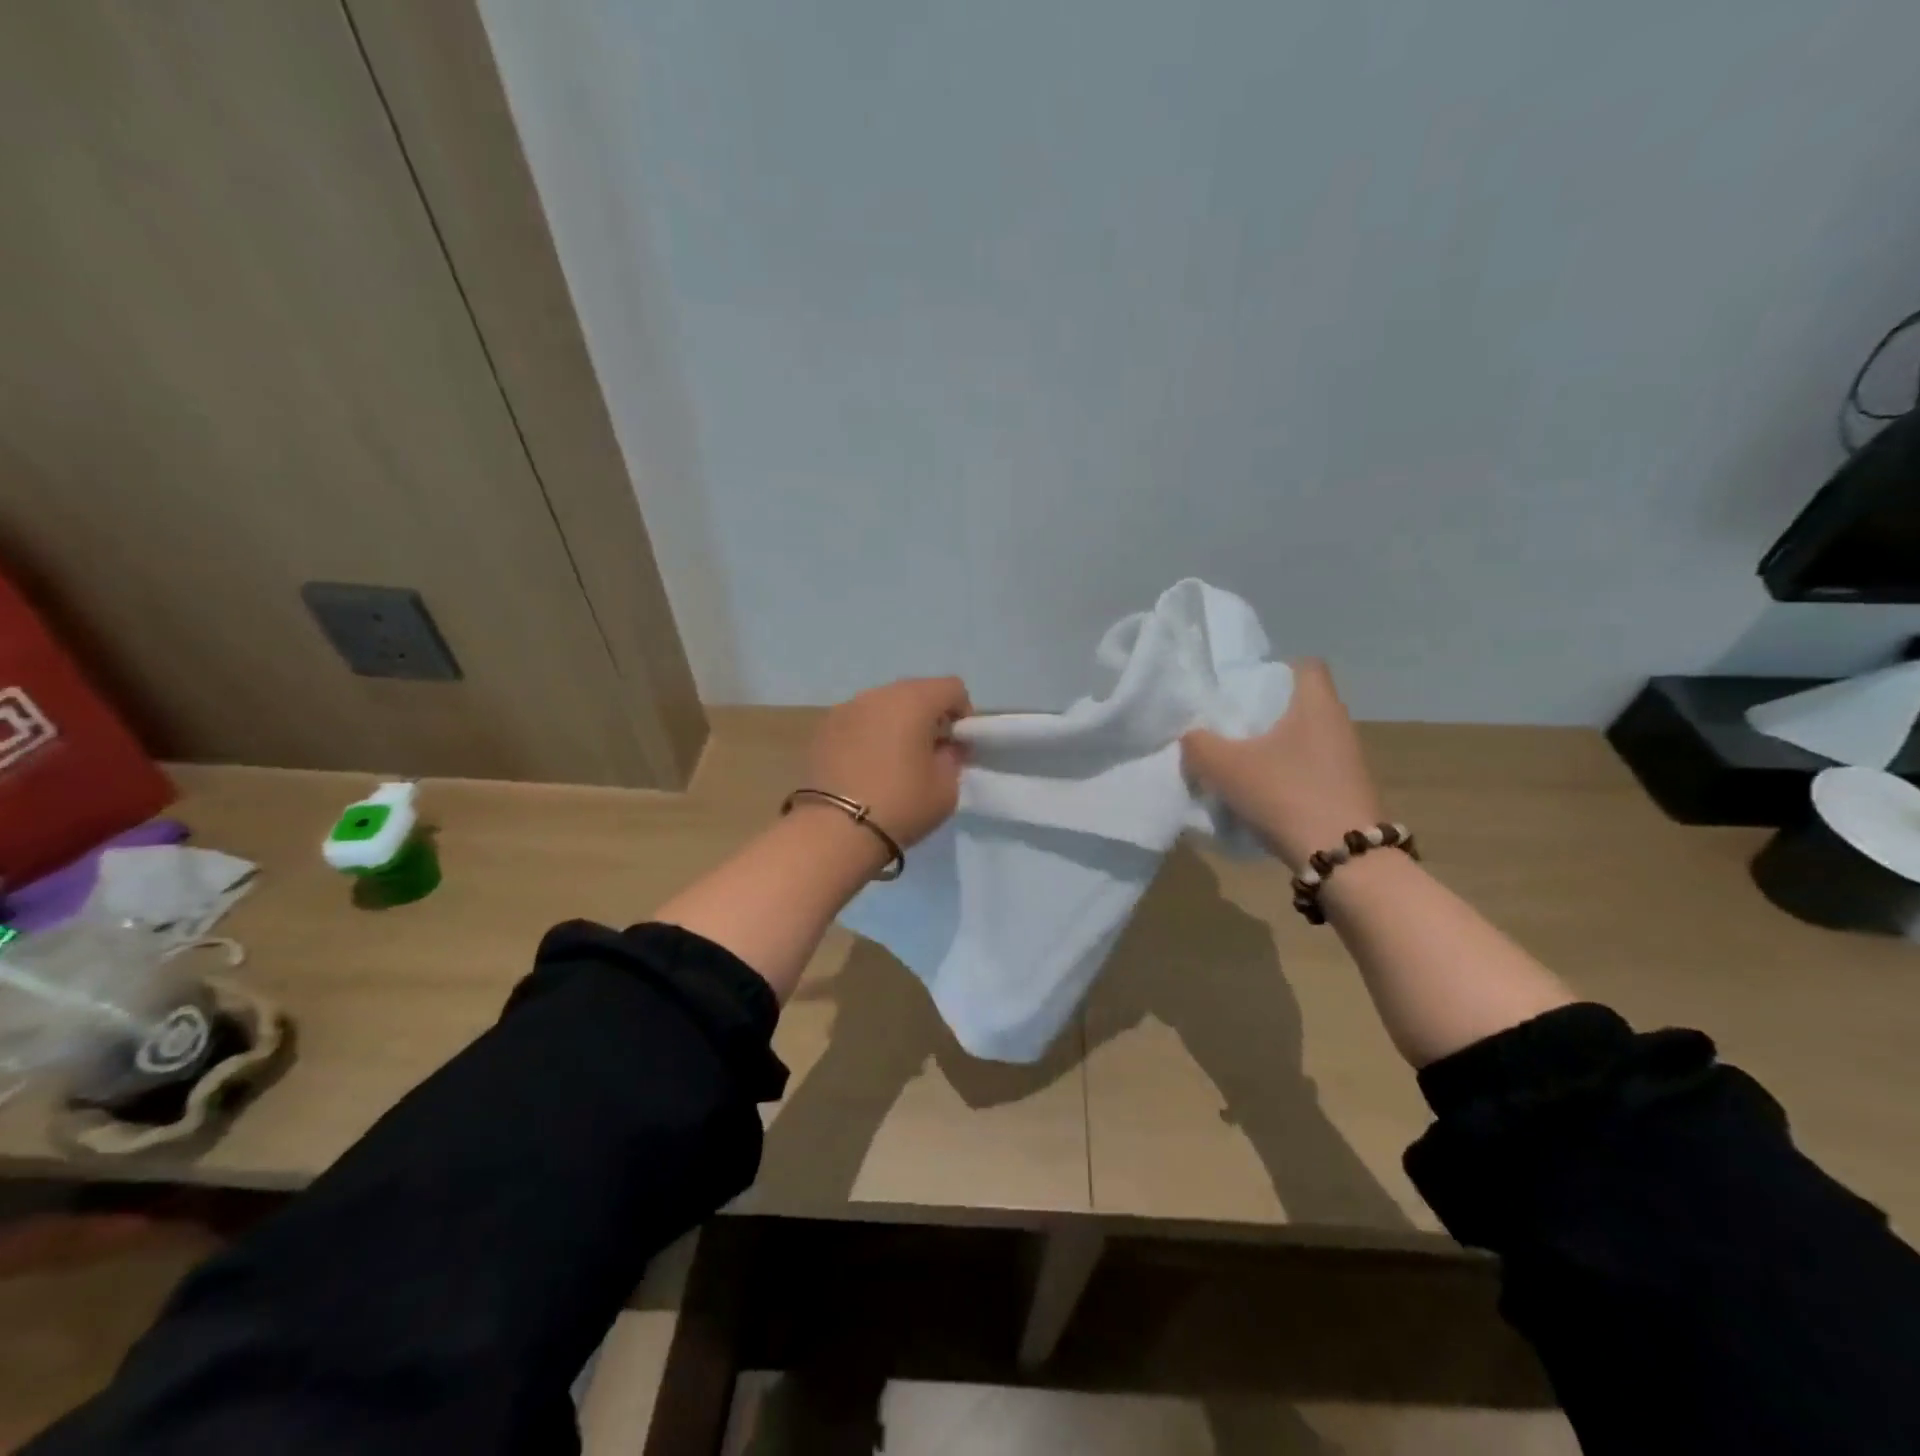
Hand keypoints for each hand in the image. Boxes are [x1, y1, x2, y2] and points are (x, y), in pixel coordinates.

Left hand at [807, 676, 971, 848]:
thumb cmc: (901, 805)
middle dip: (929, 715)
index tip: (958, 744)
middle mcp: (878, 695)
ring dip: (896, 723)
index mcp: (914, 701)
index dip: (963, 712)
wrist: (834, 830)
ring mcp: (846, 709)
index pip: (952, 688)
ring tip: (896, 759)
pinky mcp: (823, 729)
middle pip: (915, 691)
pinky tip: (867, 766)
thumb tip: (946, 746)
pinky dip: (869, 734)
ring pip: (883, 705)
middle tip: (930, 751)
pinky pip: (858, 721)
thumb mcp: (945, 788)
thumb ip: (952, 758)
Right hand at [1181, 659, 1384, 870]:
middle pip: (1300, 704)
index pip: (1305, 665)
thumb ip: (1198, 744)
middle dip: (1266, 713)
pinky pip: (1311, 770)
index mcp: (1316, 705)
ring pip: (1304, 740)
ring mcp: (1348, 761)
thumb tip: (1191, 736)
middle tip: (1229, 727)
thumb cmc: (1285, 795)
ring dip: (1275, 748)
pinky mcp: (1347, 792)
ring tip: (1239, 765)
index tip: (1243, 690)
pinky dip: (1287, 776)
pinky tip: (1262, 795)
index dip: (1273, 671)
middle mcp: (1339, 725)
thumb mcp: (1224, 767)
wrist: (1342, 859)